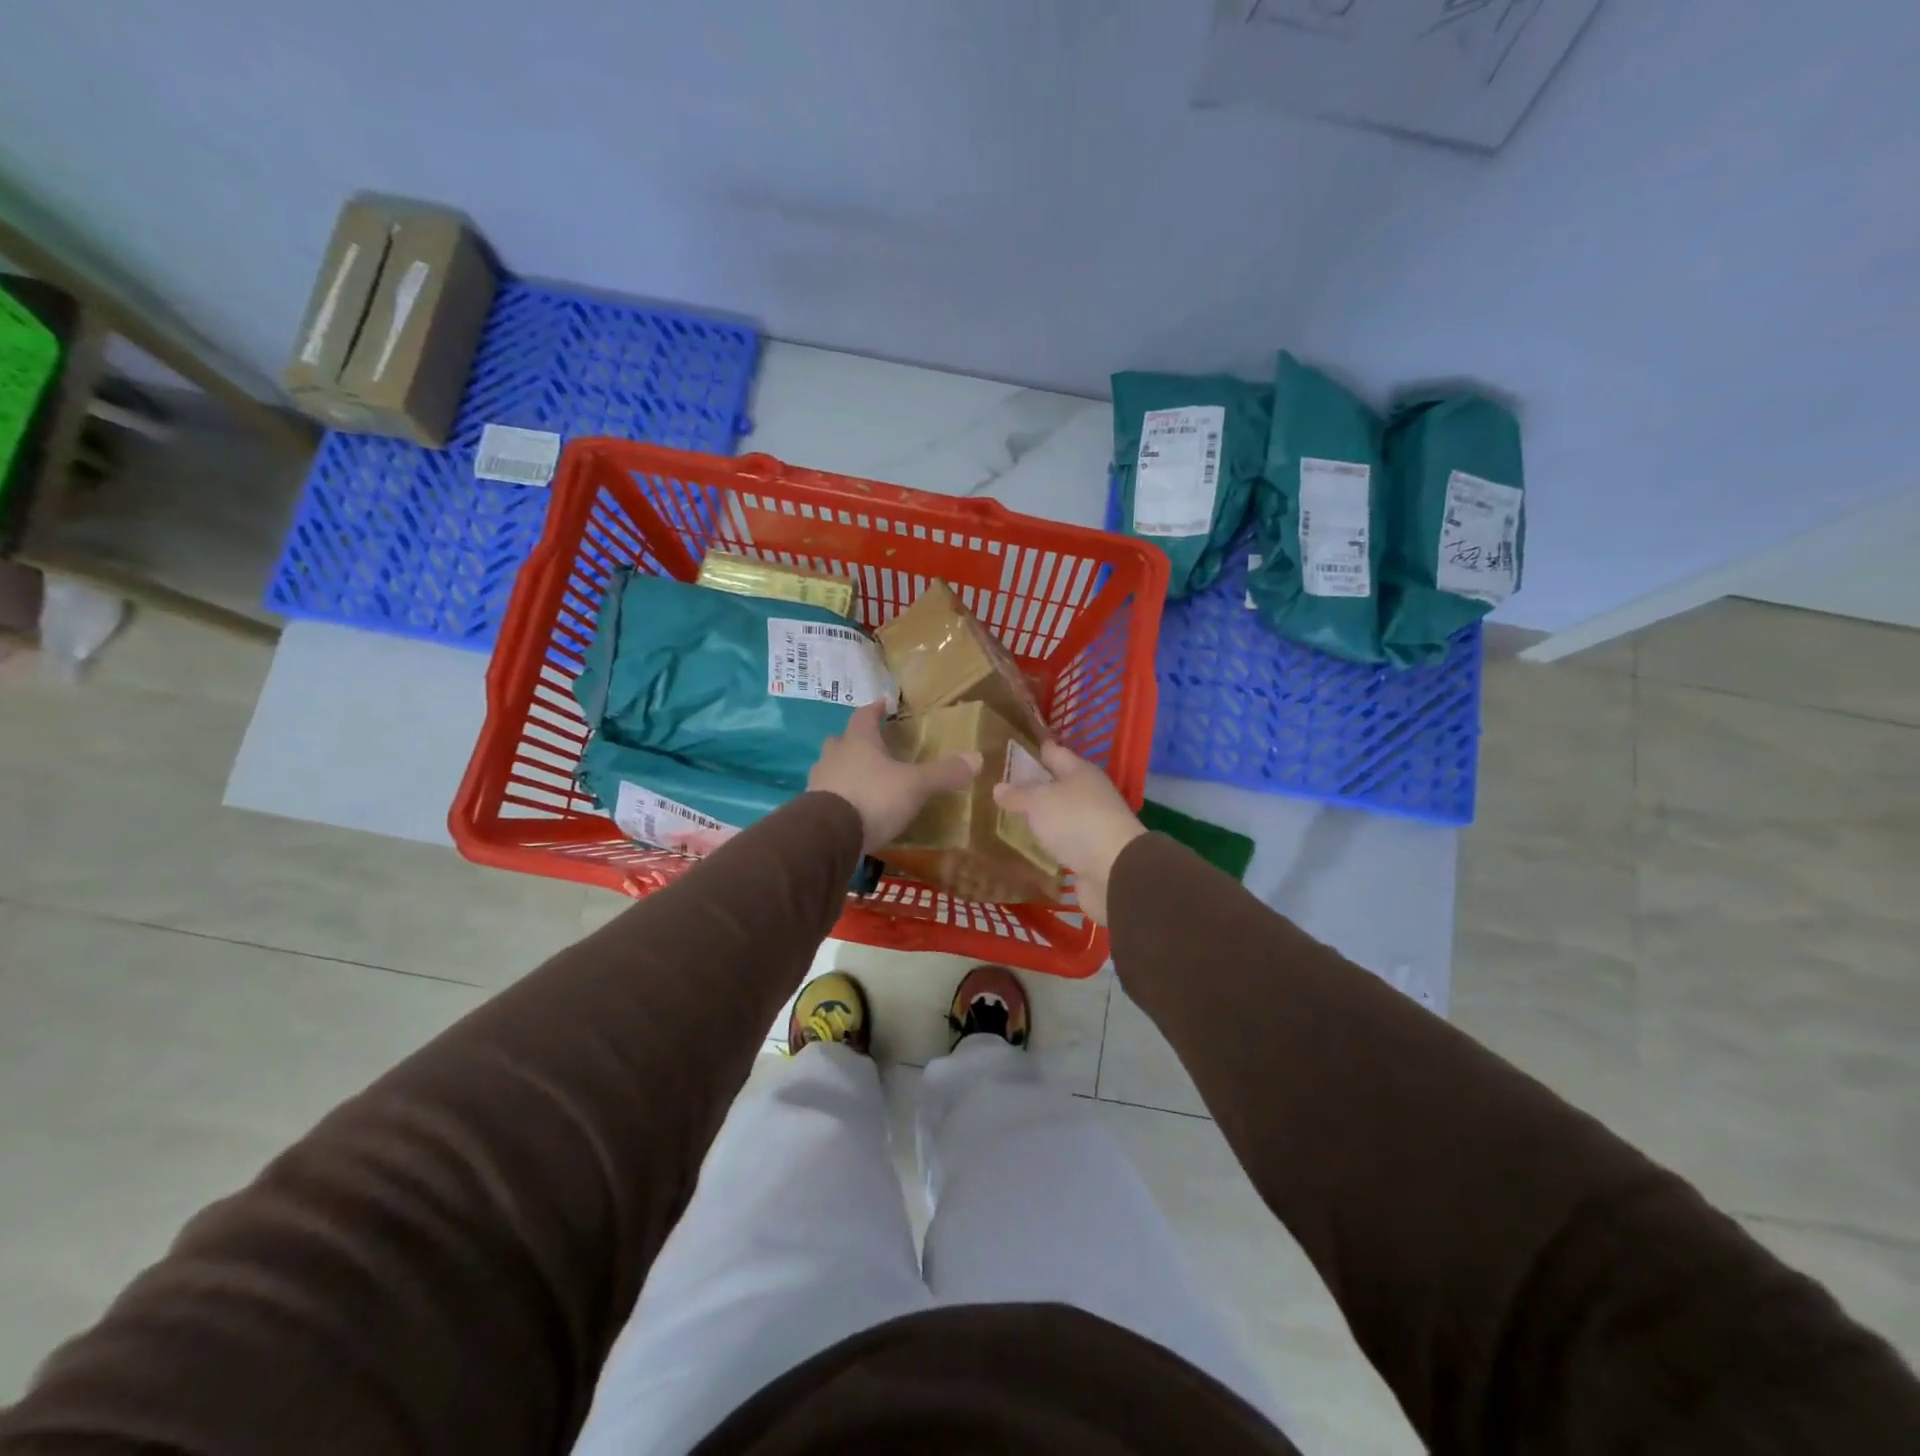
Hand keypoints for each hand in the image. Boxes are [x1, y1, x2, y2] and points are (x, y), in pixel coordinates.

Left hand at [809, 703, 980, 852]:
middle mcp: (834, 756)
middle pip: (841, 741)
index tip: (883, 705)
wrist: (827, 835)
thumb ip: (943, 773)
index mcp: (858, 742)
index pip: (864, 716)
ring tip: (862, 780)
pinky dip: (838, 797)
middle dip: (855, 741)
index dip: (875, 710)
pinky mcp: (811, 810)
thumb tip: (977, 758)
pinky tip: (851, 810)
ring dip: (844, 770)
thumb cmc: (873, 798)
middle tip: (872, 747)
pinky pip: (826, 795)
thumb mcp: (915, 785)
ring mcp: (818, 783)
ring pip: (830, 768)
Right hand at [992, 742, 1144, 925]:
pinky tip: (1029, 846)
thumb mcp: (1039, 802)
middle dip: (1033, 785)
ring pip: (1060, 813)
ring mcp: (1093, 823)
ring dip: (1041, 816)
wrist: (1114, 870)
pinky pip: (1064, 841)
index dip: (1033, 750)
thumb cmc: (1076, 821)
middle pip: (1058, 784)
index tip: (1009, 751)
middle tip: (1001, 788)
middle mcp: (1090, 793)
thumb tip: (998, 787)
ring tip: (1009, 817)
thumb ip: (1018, 794)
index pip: (1053, 752)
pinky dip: (1048, 842)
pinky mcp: (1091, 852)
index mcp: (1080, 771)